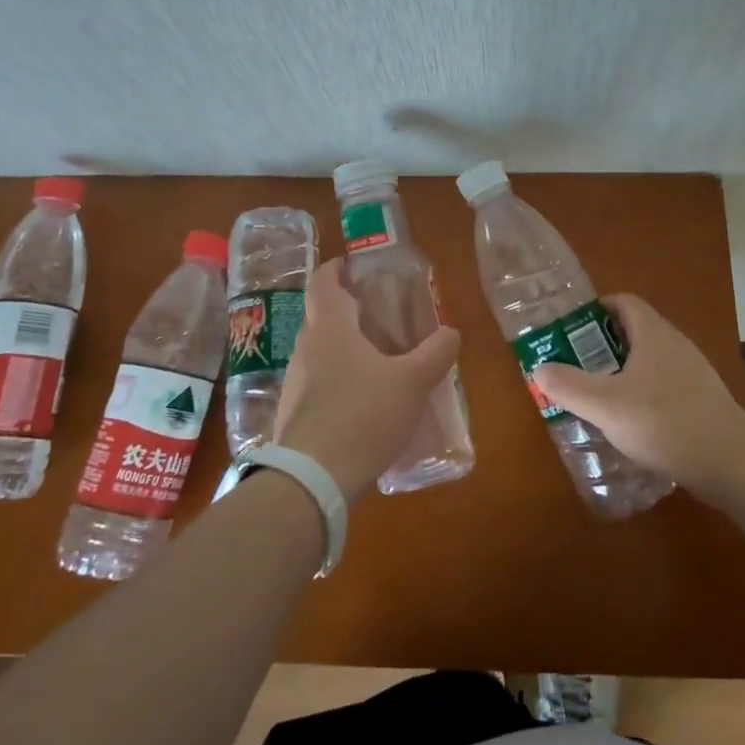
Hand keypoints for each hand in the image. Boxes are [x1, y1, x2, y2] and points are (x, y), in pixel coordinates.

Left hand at [272, 258, 461, 501]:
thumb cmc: (363, 415)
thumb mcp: (411, 382)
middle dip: (348, 312)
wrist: (311, 480)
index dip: (336, 269)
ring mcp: (295, 384)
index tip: (352, 265)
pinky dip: (338, 384)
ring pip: (320, 354)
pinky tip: (363, 405)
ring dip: (344, 351)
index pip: (323, 283)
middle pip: (321, 318)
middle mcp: (306, 349)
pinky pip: (317, 387)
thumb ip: (435, 354)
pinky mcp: (293, 416)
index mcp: (330, 329)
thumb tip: (452, 333)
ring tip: (377, 363)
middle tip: (380, 317)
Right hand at [533, 294, 744, 497]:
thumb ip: (569, 386)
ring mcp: (693, 372)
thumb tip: (539, 368)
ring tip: (599, 396)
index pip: (624, 302)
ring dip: (623, 371)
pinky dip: (644, 393)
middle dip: (603, 345)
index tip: (571, 329)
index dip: (596, 309)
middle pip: (635, 331)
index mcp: (653, 333)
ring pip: (650, 360)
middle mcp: (675, 344)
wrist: (732, 462)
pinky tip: (632, 422)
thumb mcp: (606, 405)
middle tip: (577, 366)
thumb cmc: (664, 421)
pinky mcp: (703, 400)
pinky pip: (665, 384)